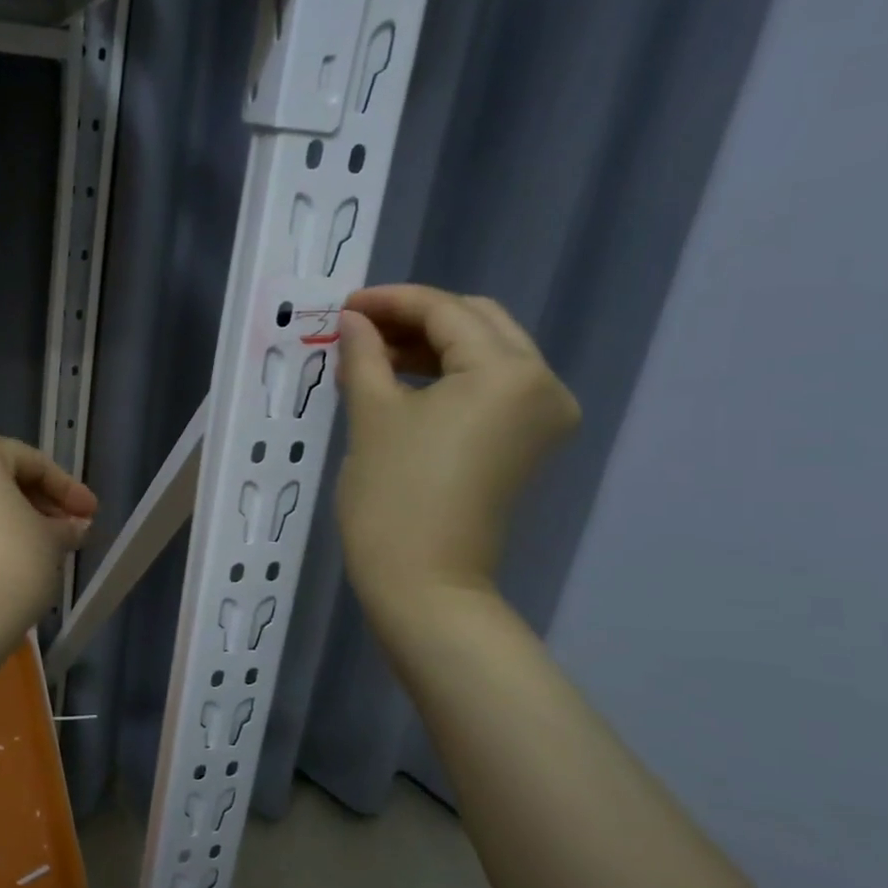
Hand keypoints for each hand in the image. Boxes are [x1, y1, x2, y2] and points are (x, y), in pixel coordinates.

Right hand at [335, 285, 578, 619]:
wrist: (425, 585)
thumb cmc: (394, 496)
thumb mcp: (372, 414)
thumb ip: (364, 353)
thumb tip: (353, 320)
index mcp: (508, 371)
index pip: (447, 311)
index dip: (391, 301)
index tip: (345, 306)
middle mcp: (542, 384)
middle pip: (477, 323)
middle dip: (415, 319)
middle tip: (360, 328)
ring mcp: (542, 417)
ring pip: (485, 354)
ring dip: (431, 347)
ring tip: (373, 356)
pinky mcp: (528, 444)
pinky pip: (490, 388)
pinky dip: (449, 377)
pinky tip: (403, 382)